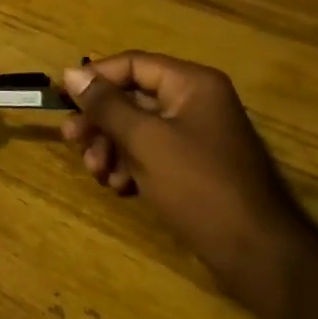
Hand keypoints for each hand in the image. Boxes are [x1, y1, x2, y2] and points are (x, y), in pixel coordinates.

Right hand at [60, 52, 312, 314]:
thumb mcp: (145, 141)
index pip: (133, 64)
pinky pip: (152, 153)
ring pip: (138, 128)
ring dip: (111, 147)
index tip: (62, 97)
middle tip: (71, 140)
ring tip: (97, 173)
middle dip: (100, 121)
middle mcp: (196, 102)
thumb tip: (71, 74)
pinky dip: (131, 165)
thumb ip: (106, 105)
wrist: (255, 254)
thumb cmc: (198, 186)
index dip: (95, 77)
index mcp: (192, 84)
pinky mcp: (194, 167)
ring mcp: (196, 136)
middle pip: (133, 97)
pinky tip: (119, 186)